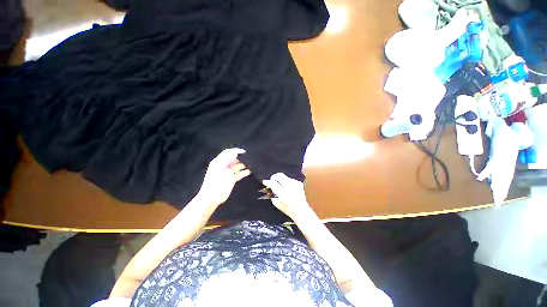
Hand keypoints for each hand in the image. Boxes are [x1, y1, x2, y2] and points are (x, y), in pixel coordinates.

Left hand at [198, 148, 250, 206]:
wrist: (212, 198)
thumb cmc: (214, 183)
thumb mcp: (218, 169)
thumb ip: (226, 160)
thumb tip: (235, 153)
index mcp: (219, 162)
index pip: (227, 153)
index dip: (235, 151)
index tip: (244, 152)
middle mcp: (224, 166)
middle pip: (234, 159)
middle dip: (241, 157)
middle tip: (250, 157)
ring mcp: (228, 173)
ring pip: (238, 166)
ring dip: (244, 164)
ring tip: (252, 164)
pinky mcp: (232, 179)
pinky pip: (239, 174)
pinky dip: (244, 172)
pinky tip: (250, 171)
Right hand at [262, 173, 310, 218]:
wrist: (302, 211)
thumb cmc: (289, 210)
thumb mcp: (278, 205)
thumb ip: (272, 196)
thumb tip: (269, 190)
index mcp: (283, 193)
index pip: (273, 184)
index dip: (267, 182)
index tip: (264, 182)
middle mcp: (290, 186)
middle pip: (279, 175)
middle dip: (273, 177)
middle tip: (272, 181)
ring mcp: (295, 183)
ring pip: (284, 176)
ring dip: (280, 180)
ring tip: (279, 185)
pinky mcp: (299, 183)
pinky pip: (289, 179)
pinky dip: (286, 181)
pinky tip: (286, 187)